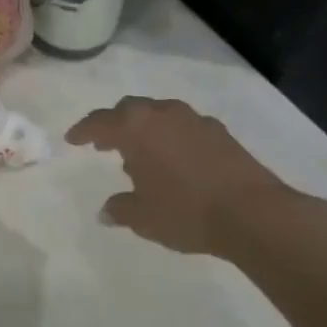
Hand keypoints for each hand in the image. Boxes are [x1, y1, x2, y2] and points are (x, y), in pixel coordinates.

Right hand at [66, 96, 292, 256]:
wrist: (254, 213)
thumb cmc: (185, 211)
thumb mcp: (142, 217)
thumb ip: (120, 209)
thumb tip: (107, 210)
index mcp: (135, 127)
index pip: (99, 121)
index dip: (82, 131)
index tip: (72, 140)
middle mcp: (162, 114)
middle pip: (129, 110)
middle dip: (114, 124)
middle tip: (104, 143)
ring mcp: (194, 120)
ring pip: (159, 115)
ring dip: (145, 129)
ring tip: (141, 154)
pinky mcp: (220, 133)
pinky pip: (184, 127)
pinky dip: (171, 137)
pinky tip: (175, 160)